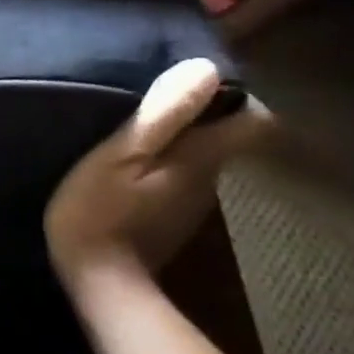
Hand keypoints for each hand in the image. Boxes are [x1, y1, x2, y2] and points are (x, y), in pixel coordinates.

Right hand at [44, 59, 271, 290]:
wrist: (99, 284)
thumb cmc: (101, 212)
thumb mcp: (121, 155)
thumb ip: (164, 113)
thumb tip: (206, 69)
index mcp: (203, 158)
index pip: (254, 120)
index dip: (234, 95)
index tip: (194, 80)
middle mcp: (211, 179)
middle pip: (224, 135)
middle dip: (198, 112)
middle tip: (149, 97)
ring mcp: (192, 204)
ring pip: (200, 156)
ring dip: (177, 139)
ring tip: (131, 129)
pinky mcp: (170, 220)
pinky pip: (177, 178)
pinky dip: (161, 165)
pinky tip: (125, 168)